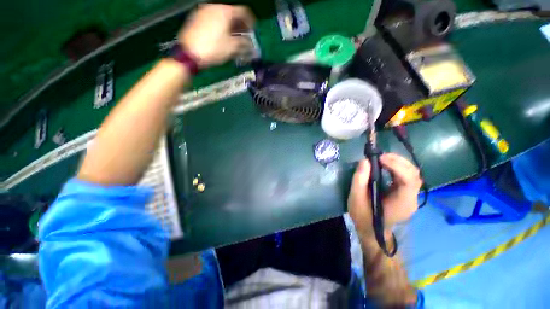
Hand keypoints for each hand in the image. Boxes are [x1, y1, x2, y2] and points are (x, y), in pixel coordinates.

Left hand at [179, 4, 255, 67]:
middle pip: (232, 13)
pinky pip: (213, 20)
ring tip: (234, 38)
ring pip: (222, 17)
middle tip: (244, 36)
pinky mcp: (196, 19)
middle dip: (240, 25)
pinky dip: (220, 27)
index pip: (243, 12)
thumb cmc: (214, 49)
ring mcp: (203, 12)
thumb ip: (244, 43)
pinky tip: (222, 37)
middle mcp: (214, 7)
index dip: (250, 22)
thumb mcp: (232, 47)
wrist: (190, 53)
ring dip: (230, 26)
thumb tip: (251, 44)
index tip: (253, 32)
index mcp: (225, 11)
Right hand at [348, 153, 421, 237]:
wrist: (371, 230)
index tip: (380, 159)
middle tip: (380, 156)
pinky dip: (397, 167)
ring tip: (382, 159)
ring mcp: (410, 196)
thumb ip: (359, 179)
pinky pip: (406, 176)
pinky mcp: (405, 194)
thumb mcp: (356, 198)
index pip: (409, 181)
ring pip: (412, 174)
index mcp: (402, 203)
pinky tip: (385, 165)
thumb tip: (365, 161)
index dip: (397, 166)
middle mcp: (411, 199)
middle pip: (414, 174)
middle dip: (398, 161)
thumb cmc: (363, 216)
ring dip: (398, 163)